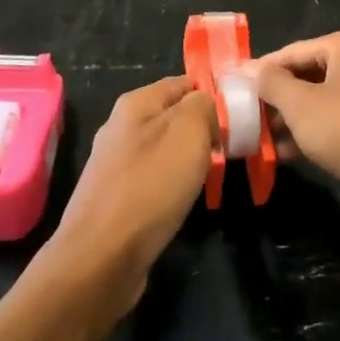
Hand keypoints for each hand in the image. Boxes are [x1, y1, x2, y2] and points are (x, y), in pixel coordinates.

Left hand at [45, 76, 216, 315]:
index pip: (182, 83)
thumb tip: (206, 106)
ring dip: (188, 159)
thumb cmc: (150, 187)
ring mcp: (114, 164)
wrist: (101, 257)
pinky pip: (153, 179)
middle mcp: (120, 127)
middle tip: (230, 149)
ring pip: (163, 149)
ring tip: (212, 176)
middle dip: (202, 129)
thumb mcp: (188, 132)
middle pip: (172, 116)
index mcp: (135, 103)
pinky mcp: (114, 197)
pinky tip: (184, 201)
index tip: (238, 116)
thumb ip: (202, 107)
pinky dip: (172, 185)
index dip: (212, 95)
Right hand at [249, 30, 339, 210]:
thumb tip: (245, 68)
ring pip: (320, 98)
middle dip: (276, 97)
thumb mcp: (299, 105)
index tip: (233, 87)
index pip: (291, 52)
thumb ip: (269, 82)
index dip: (260, 71)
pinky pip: (337, 118)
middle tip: (245, 114)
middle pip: (306, 74)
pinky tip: (286, 152)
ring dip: (291, 117)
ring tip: (260, 136)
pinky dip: (313, 130)